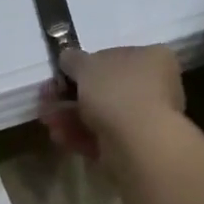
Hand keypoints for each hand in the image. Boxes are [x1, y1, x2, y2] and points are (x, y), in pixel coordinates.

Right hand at [42, 44, 185, 157]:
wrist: (138, 143)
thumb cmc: (116, 91)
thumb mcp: (86, 64)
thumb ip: (73, 59)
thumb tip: (68, 58)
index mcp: (153, 58)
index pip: (116, 56)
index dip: (85, 65)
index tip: (60, 75)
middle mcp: (156, 86)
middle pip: (105, 88)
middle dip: (70, 95)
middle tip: (47, 98)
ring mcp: (148, 119)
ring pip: (101, 114)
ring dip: (70, 116)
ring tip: (47, 120)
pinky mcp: (137, 147)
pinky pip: (104, 136)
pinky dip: (80, 135)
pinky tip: (60, 136)